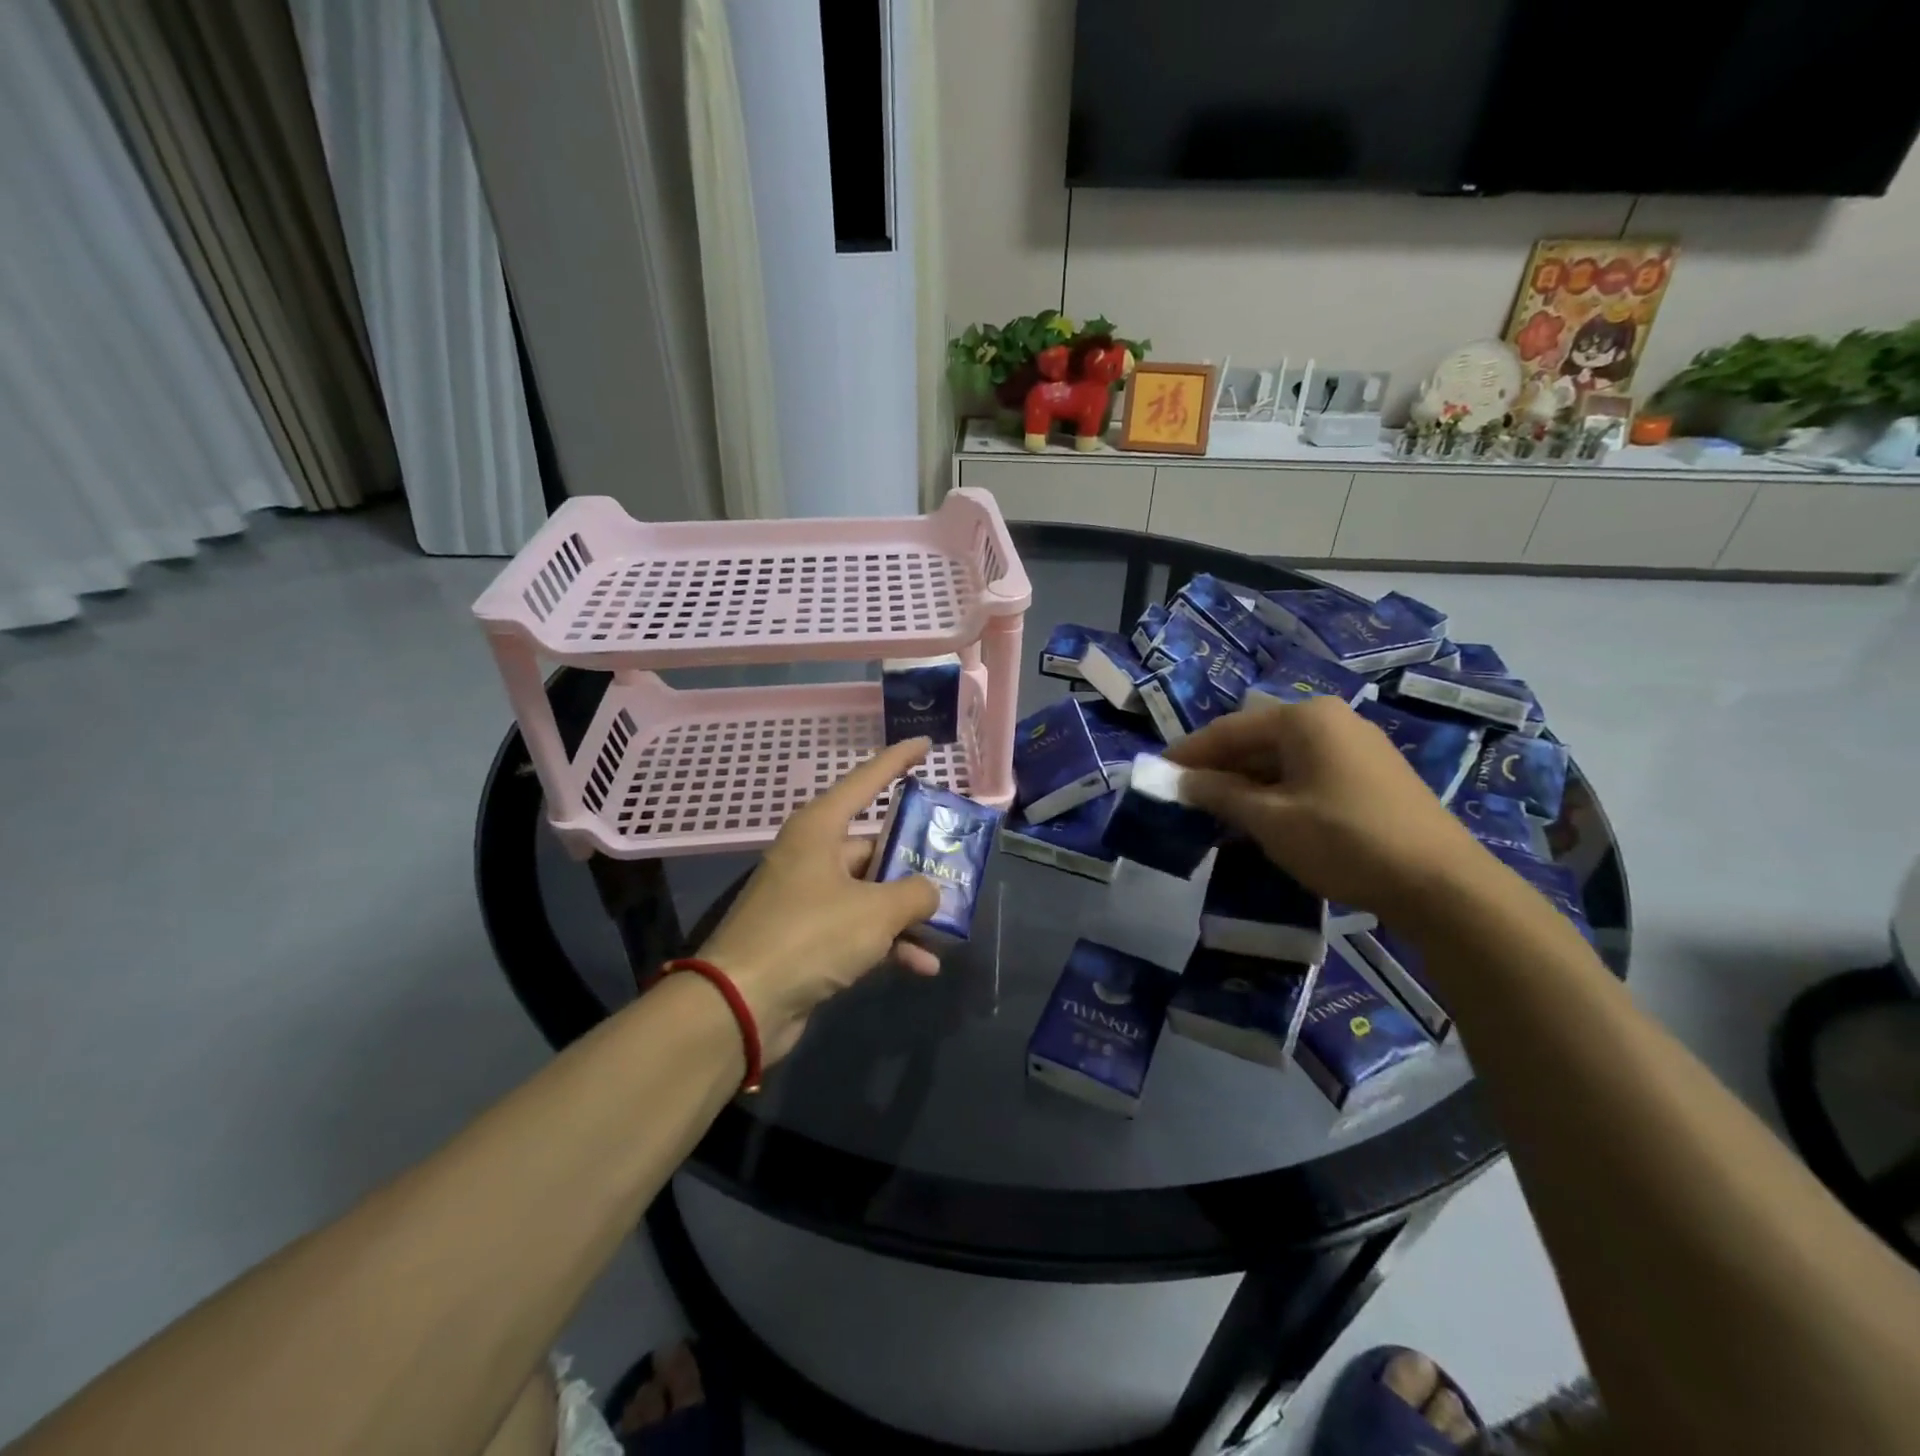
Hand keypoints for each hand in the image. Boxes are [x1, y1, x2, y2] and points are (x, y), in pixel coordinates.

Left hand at [694, 738, 942, 1062]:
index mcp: (820, 829)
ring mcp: (809, 898)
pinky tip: (922, 965)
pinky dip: (888, 943)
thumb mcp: (875, 911)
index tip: (925, 744)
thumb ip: (915, 894)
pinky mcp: (808, 938)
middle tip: (956, 862)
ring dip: (907, 911)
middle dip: (916, 860)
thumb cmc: (809, 936)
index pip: (866, 781)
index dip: (897, 760)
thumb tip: (930, 892)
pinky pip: (858, 929)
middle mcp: (813, 856)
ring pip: (871, 892)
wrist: (740, 1005)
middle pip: (875, 844)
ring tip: (949, 924)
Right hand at [1166, 696, 1487, 920]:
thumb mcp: (1270, 820)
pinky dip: (1277, 792)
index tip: (1156, 773)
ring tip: (1216, 812)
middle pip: (1257, 740)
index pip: (1229, 729)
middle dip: (1218, 769)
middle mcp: (1331, 720)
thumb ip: (1219, 794)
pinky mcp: (1372, 776)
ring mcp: (1357, 746)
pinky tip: (1263, 819)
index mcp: (1304, 719)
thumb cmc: (1344, 841)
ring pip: (1282, 759)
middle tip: (1184, 797)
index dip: (1188, 752)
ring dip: (1246, 783)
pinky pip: (1308, 773)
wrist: (1441, 884)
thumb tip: (1181, 781)